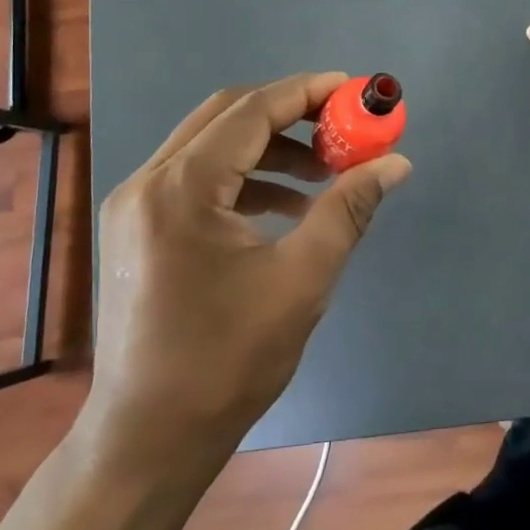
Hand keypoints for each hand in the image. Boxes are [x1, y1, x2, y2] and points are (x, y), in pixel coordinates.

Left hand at [84, 73, 410, 458]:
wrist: (148, 440)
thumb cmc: (227, 361)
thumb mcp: (302, 279)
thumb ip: (348, 209)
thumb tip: (394, 162)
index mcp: (181, 188)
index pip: (251, 111)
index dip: (306, 93)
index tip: (353, 89)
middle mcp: (148, 182)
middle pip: (225, 116)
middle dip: (289, 114)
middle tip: (341, 128)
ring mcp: (135, 205)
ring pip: (209, 144)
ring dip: (268, 148)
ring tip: (322, 175)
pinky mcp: (137, 228)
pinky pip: (196, 177)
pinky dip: (243, 178)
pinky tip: (285, 208)